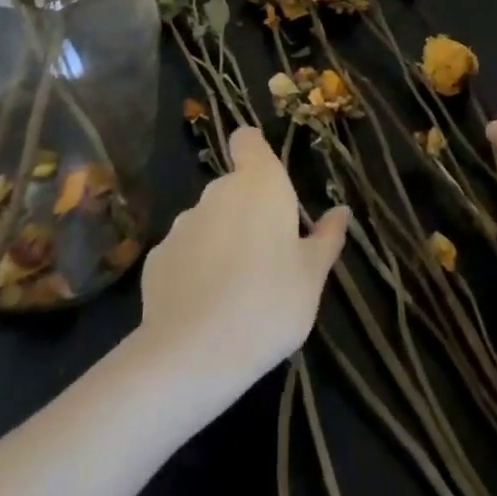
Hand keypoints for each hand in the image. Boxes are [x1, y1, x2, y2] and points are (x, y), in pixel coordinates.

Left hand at [137, 127, 348, 397]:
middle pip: (233, 188)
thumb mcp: (312, 276)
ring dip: (222, 241)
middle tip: (269, 257)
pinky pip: (184, 254)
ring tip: (237, 289)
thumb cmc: (269, 304)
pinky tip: (205, 307)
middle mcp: (217, 193)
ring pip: (208, 222)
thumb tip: (340, 212)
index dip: (254, 152)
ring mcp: (181, 225)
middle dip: (248, 212)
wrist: (192, 355)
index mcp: (259, 185)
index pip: (247, 140)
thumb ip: (326, 239)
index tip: (268, 181)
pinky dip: (195, 269)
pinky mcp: (156, 259)